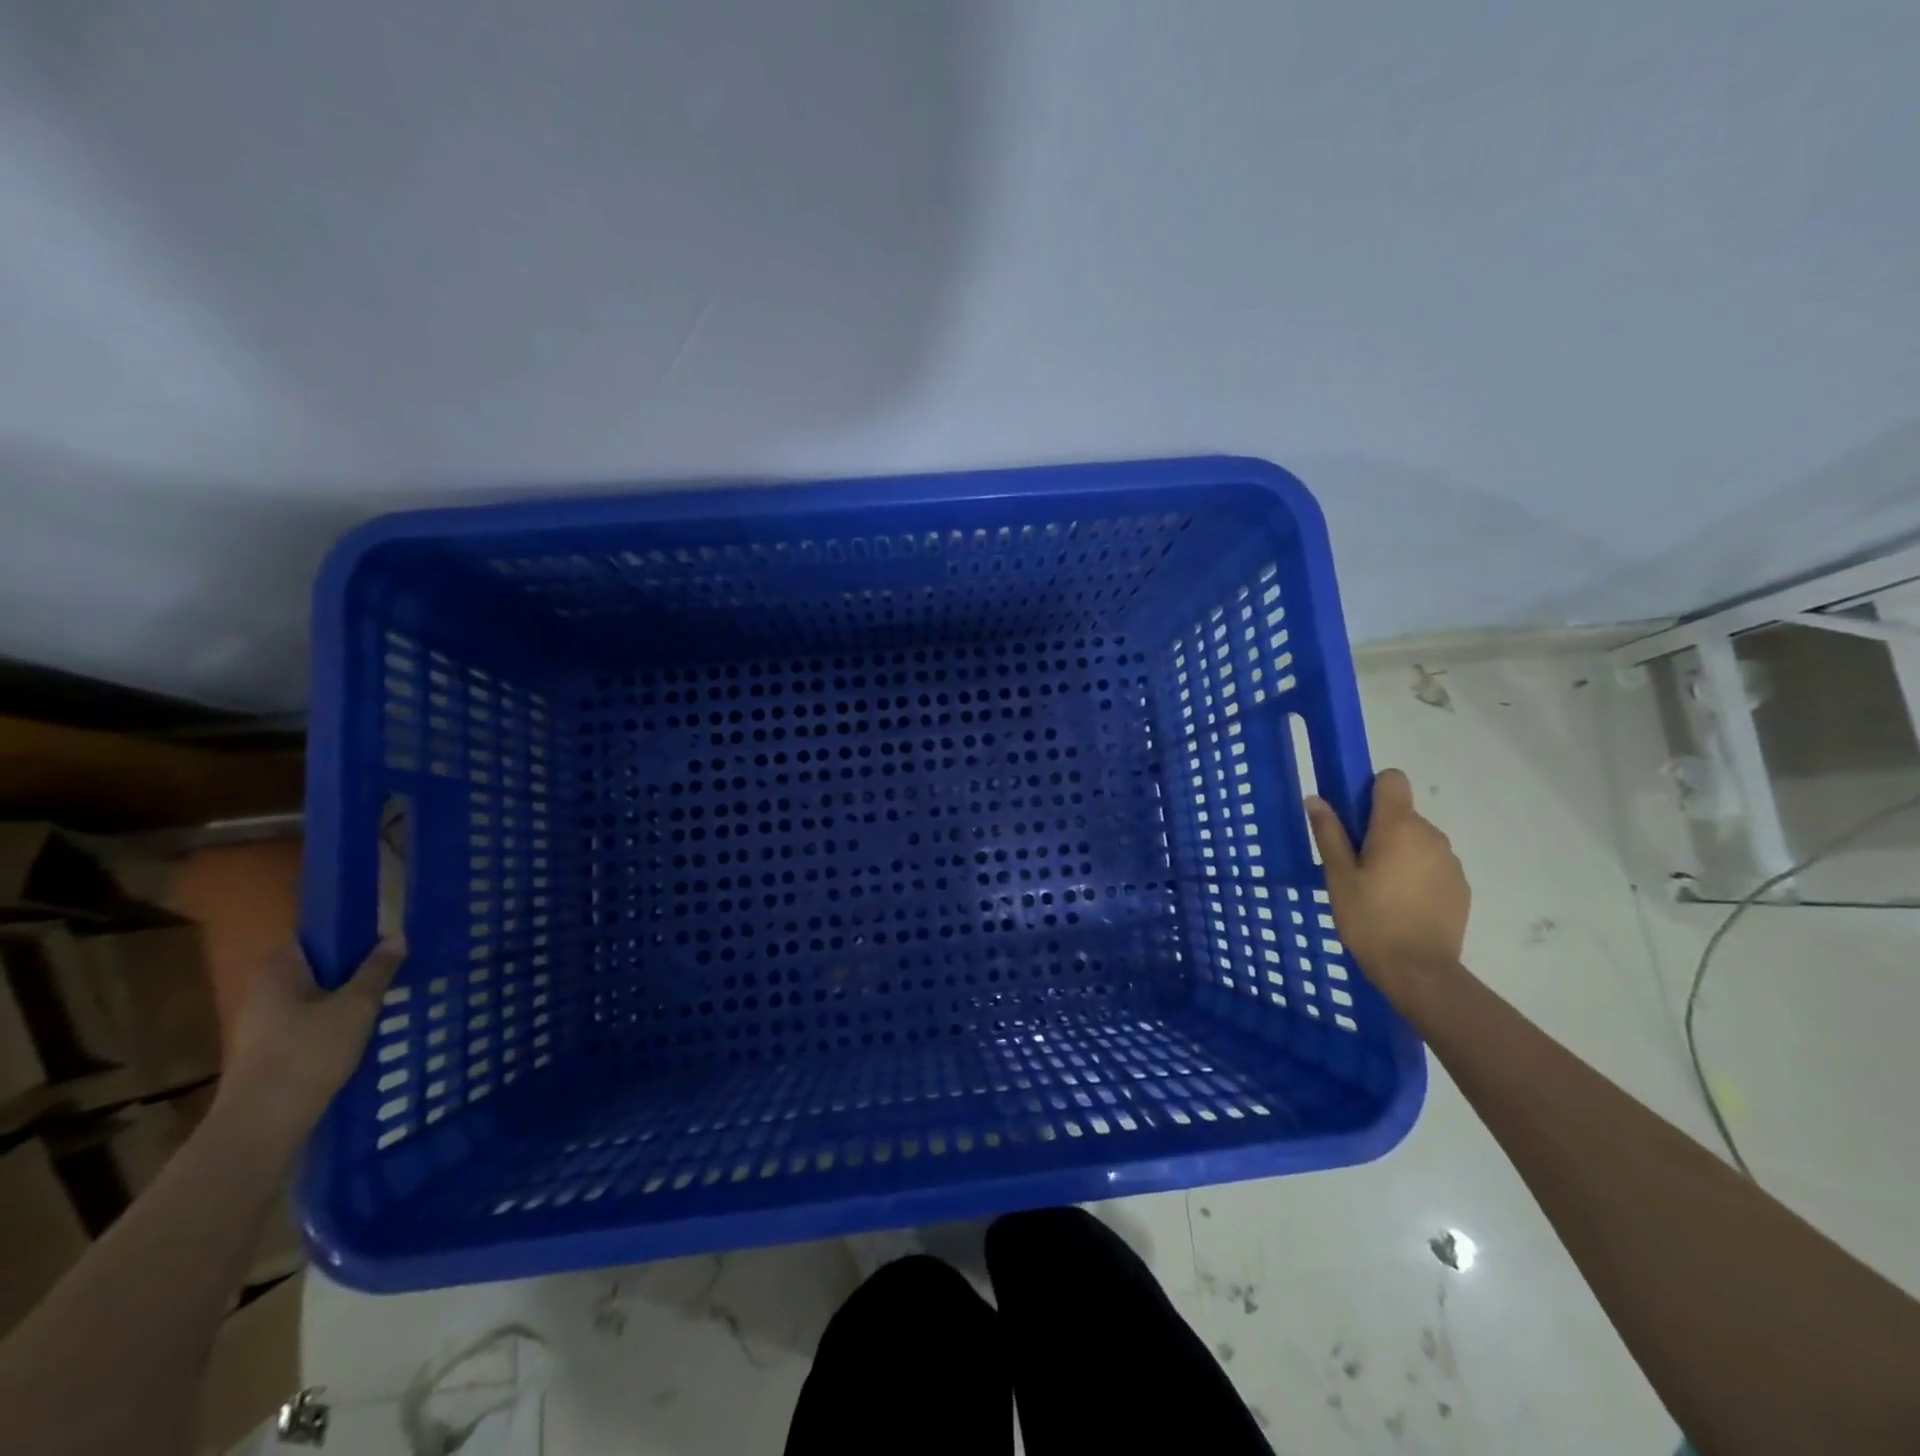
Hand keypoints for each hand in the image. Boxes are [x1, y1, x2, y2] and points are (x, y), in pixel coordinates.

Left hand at [218, 940, 402, 1140]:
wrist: (263, 1123)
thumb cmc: (309, 1052)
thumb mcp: (357, 1006)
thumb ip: (378, 969)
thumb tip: (396, 936)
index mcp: (278, 970)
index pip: (311, 935)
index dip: (346, 929)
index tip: (382, 928)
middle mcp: (264, 990)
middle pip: (315, 965)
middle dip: (353, 962)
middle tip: (396, 959)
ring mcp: (263, 1023)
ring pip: (315, 994)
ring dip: (348, 992)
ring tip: (390, 991)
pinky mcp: (271, 1050)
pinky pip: (311, 1020)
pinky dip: (337, 1017)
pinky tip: (367, 1026)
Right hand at [1305, 768, 1468, 1004]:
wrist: (1419, 971)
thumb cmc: (1369, 918)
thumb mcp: (1338, 876)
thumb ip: (1329, 833)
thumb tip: (1316, 799)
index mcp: (1398, 826)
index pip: (1392, 780)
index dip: (1371, 790)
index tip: (1353, 817)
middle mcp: (1431, 835)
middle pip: (1402, 814)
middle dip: (1379, 829)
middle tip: (1356, 864)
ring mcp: (1450, 861)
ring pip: (1417, 841)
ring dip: (1399, 853)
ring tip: (1378, 889)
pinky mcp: (1460, 886)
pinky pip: (1432, 865)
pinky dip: (1416, 874)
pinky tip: (1401, 905)